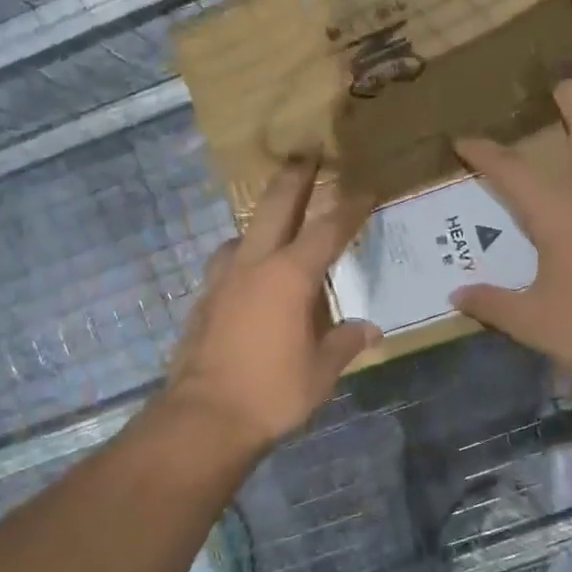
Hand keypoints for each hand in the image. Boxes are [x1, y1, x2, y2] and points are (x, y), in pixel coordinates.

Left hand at [166, 160, 379, 452]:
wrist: (204, 417)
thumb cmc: (272, 392)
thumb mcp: (321, 372)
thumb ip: (345, 343)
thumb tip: (369, 329)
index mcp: (290, 277)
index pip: (327, 230)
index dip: (349, 208)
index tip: (364, 189)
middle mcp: (254, 266)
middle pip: (275, 208)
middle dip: (294, 178)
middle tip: (306, 154)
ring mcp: (222, 281)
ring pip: (241, 234)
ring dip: (259, 221)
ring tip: (273, 226)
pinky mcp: (202, 301)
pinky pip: (225, 265)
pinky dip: (241, 258)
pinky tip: (246, 277)